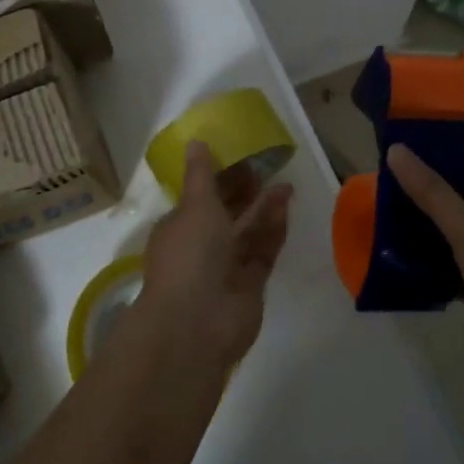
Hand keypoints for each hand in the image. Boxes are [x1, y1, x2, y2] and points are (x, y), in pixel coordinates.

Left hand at [136, 141, 292, 371]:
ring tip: (286, 183)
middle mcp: (200, 247)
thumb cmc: (190, 255)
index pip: (199, 197)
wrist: (198, 322)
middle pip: (226, 214)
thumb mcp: (194, 206)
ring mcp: (225, 268)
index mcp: (178, 227)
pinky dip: (273, 231)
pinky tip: (286, 207)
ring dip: (264, 208)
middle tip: (270, 166)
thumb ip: (201, 175)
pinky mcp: (250, 285)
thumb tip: (195, 141)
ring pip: (247, 232)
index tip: (241, 157)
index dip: (219, 178)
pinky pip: (263, 252)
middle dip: (245, 192)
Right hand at [385, 144, 463, 403]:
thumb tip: (397, 150)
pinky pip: (442, 273)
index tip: (402, 137)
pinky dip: (420, 269)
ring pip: (444, 236)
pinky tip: (388, 264)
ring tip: (370, 217)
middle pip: (452, 197)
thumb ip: (432, 192)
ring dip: (415, 230)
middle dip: (417, 188)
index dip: (441, 145)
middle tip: (373, 179)